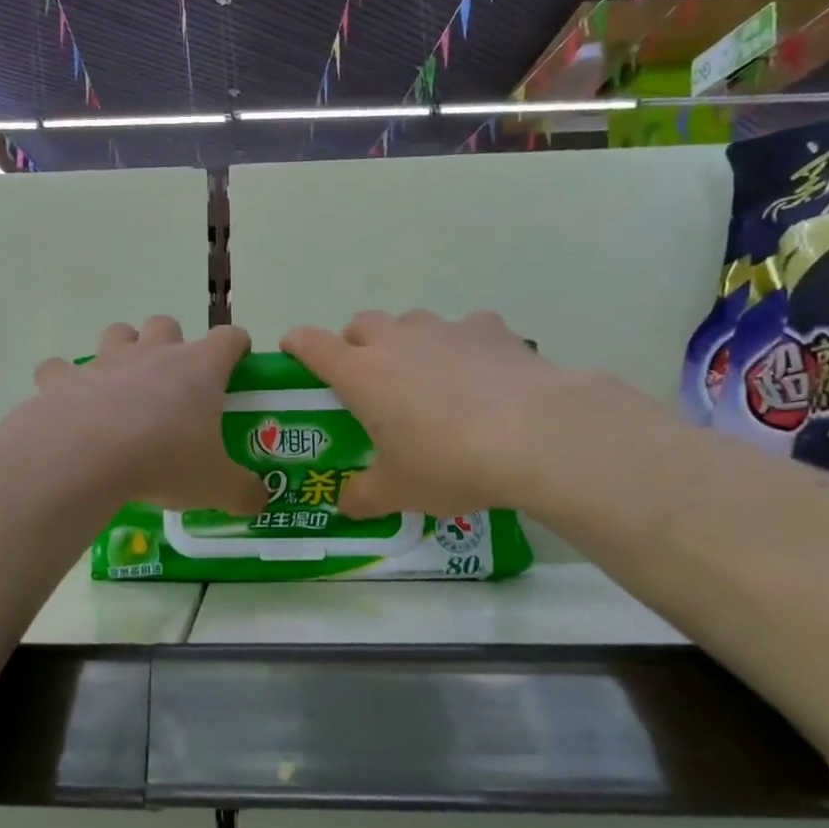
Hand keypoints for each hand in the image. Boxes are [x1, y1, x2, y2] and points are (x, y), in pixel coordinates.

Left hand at [31, 318, 268, 513]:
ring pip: (117, 333)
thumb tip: (260, 501)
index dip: (236, 347)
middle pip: (166, 324)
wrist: (87, 458)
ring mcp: (105, 361)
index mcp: (198, 368)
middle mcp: (153, 353)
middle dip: (171, 344)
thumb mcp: (215, 485)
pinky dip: (64, 381)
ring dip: (122, 350)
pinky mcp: (63, 379)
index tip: (237, 363)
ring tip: (122, 386)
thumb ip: (242, 491)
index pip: (229, 338)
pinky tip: (68, 403)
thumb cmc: (164, 461)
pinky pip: (59, 369)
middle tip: (173, 383)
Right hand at [281, 309, 605, 517]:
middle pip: (361, 324)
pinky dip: (462, 346)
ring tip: (427, 378)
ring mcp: (445, 329)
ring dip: (407, 342)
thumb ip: (364, 496)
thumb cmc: (450, 463)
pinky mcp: (489, 329)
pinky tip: (481, 375)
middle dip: (355, 344)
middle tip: (367, 378)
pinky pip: (464, 329)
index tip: (292, 349)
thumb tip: (345, 505)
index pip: (313, 345)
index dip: (297, 344)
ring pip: (411, 322)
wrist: (537, 436)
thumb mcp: (400, 491)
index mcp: (362, 375)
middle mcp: (397, 342)